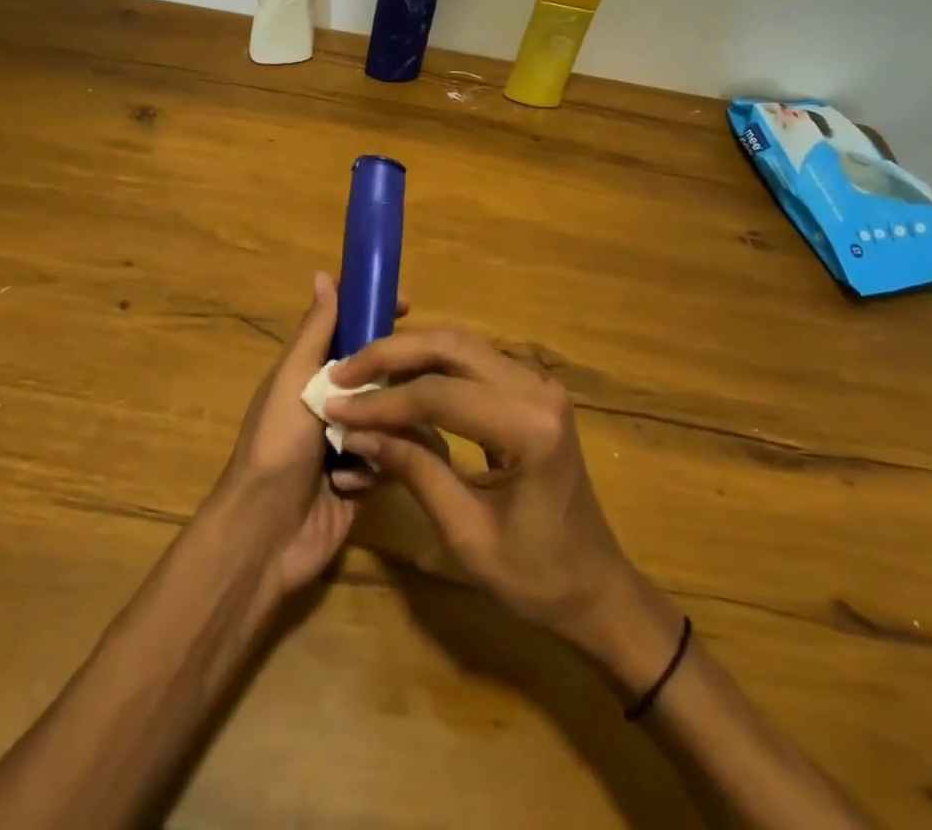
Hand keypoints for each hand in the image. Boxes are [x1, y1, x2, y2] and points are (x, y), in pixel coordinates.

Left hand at [209, 273, 393, 603]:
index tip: (407, 305)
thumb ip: (315, 331)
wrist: (266, 533)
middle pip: (378, 372)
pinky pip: (392, 456)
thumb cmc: (277, 444)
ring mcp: (350, 439)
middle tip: (416, 381)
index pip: (349, 329)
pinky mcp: (366, 478)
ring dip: (383, 429)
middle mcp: (334, 401)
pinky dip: (374, 466)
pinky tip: (354, 482)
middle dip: (394, 379)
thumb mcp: (294, 378)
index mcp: (312, 372)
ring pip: (393, 415)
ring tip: (368, 444)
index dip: (375, 313)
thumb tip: (323, 274)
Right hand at [324, 328, 662, 660]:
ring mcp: (536, 383)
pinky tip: (398, 380)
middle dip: (391, 353)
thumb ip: (413, 470)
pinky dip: (429, 364)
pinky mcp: (529, 389)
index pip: (439, 394)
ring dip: (408, 353)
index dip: (382, 401)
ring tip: (362, 373)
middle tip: (344, 372)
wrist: (597, 588)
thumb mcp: (466, 533)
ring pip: (459, 344)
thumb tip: (355, 432)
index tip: (334, 406)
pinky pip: (471, 360)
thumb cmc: (537, 577)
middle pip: (451, 346)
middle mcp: (536, 389)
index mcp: (529, 427)